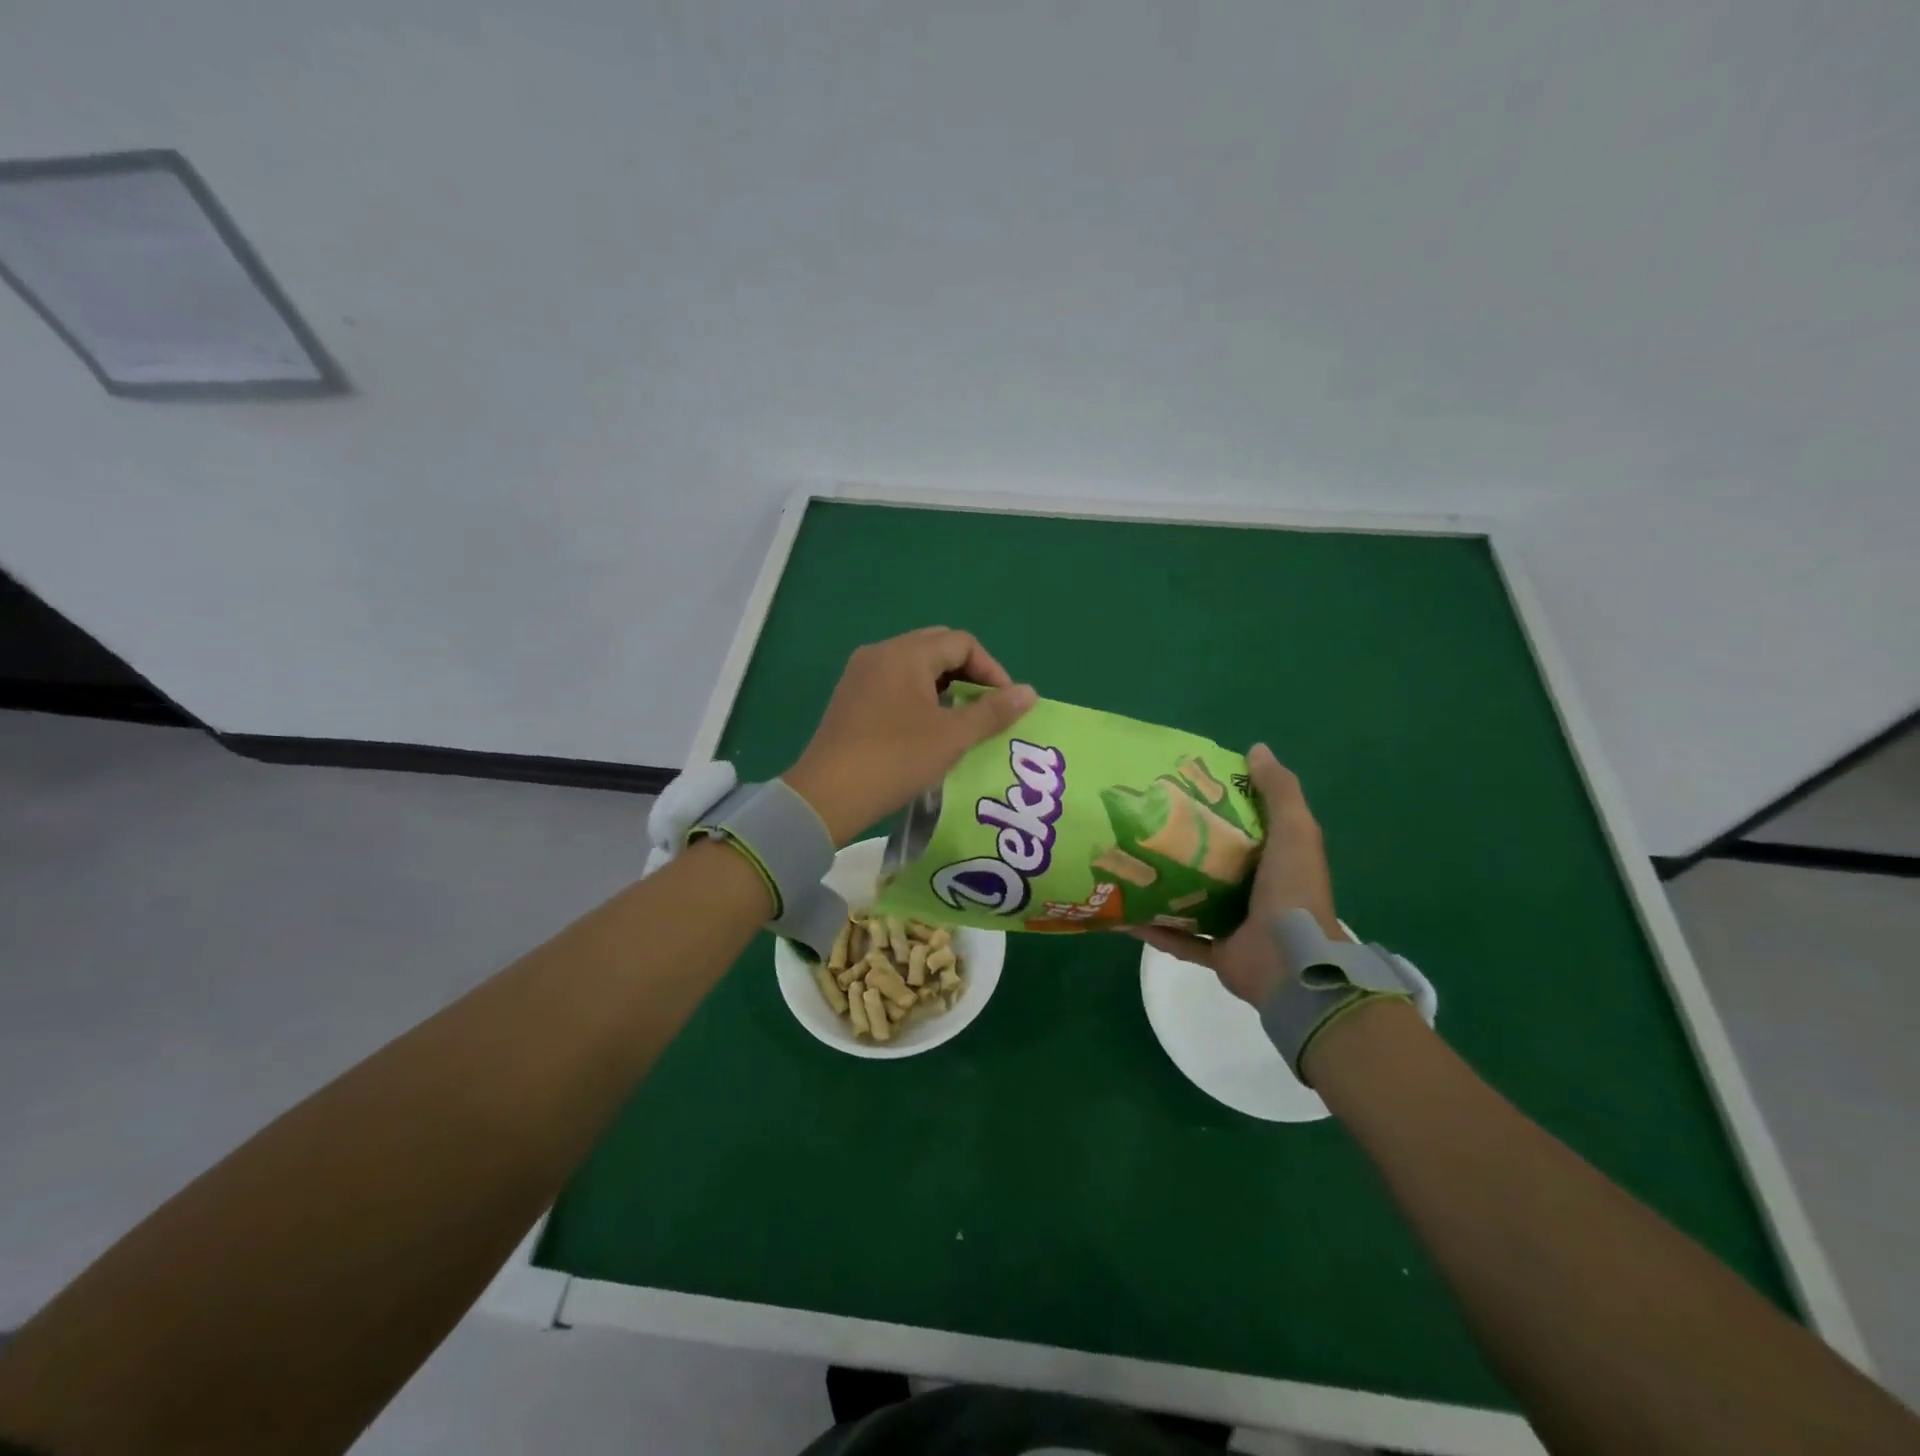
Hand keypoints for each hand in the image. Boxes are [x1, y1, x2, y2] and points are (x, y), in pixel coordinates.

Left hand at [783, 627, 1037, 844]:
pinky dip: (918, 695)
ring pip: (914, 665)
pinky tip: (926, 727)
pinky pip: (894, 681)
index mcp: (905, 654)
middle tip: (984, 708)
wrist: (827, 795)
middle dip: (968, 673)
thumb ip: (993, 711)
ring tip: (959, 720)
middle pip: (937, 647)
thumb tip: (1030, 691)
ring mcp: (860, 674)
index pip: (962, 642)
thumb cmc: (895, 760)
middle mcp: (880, 653)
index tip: (1005, 704)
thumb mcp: (952, 737)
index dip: (991, 670)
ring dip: (944, 685)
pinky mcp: (850, 697)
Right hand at [1130, 743, 1344, 1005]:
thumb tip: (1257, 748)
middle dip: (1180, 846)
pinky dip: (1153, 929)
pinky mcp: (1216, 952)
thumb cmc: (1292, 890)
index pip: (1242, 827)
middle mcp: (1254, 891)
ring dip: (1163, 887)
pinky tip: (1124, 914)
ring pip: (1191, 901)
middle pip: (1211, 863)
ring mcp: (1234, 925)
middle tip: (1142, 823)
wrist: (1292, 964)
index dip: (1215, 806)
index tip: (1181, 787)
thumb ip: (1279, 791)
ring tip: (1126, 864)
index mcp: (1273, 861)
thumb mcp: (1295, 831)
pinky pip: (1177, 939)